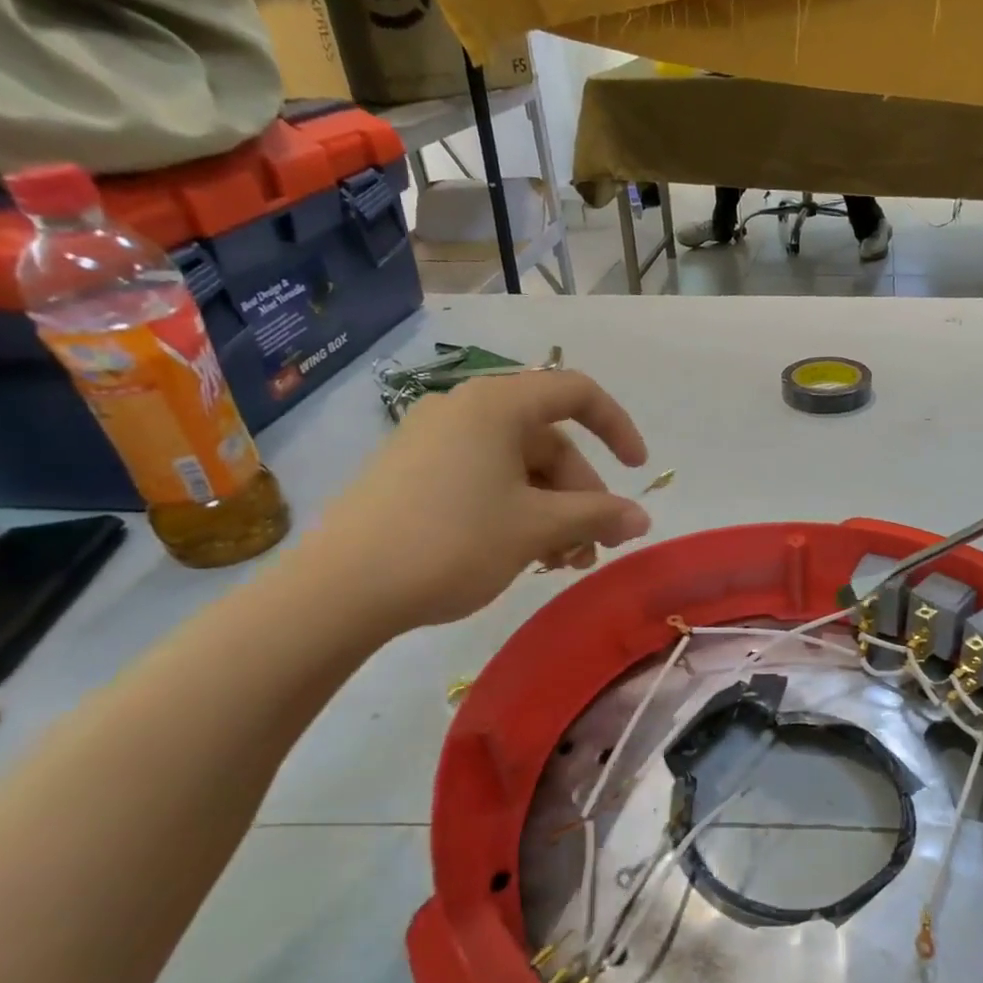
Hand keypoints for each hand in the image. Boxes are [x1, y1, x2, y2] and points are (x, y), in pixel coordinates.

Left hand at [300, 370, 651, 636]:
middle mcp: (464, 410)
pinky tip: (522, 554)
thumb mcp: (536, 527)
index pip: (576, 393)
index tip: (637, 471)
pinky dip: (515, 511)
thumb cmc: (453, 541)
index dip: (617, 427)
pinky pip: (482, 480)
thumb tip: (642, 519)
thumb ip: (597, 515)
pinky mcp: (411, 474)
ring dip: (552, 511)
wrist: (341, 590)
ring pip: (516, 467)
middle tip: (595, 546)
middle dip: (581, 495)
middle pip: (547, 441)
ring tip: (563, 562)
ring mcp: (432, 441)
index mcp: (496, 404)